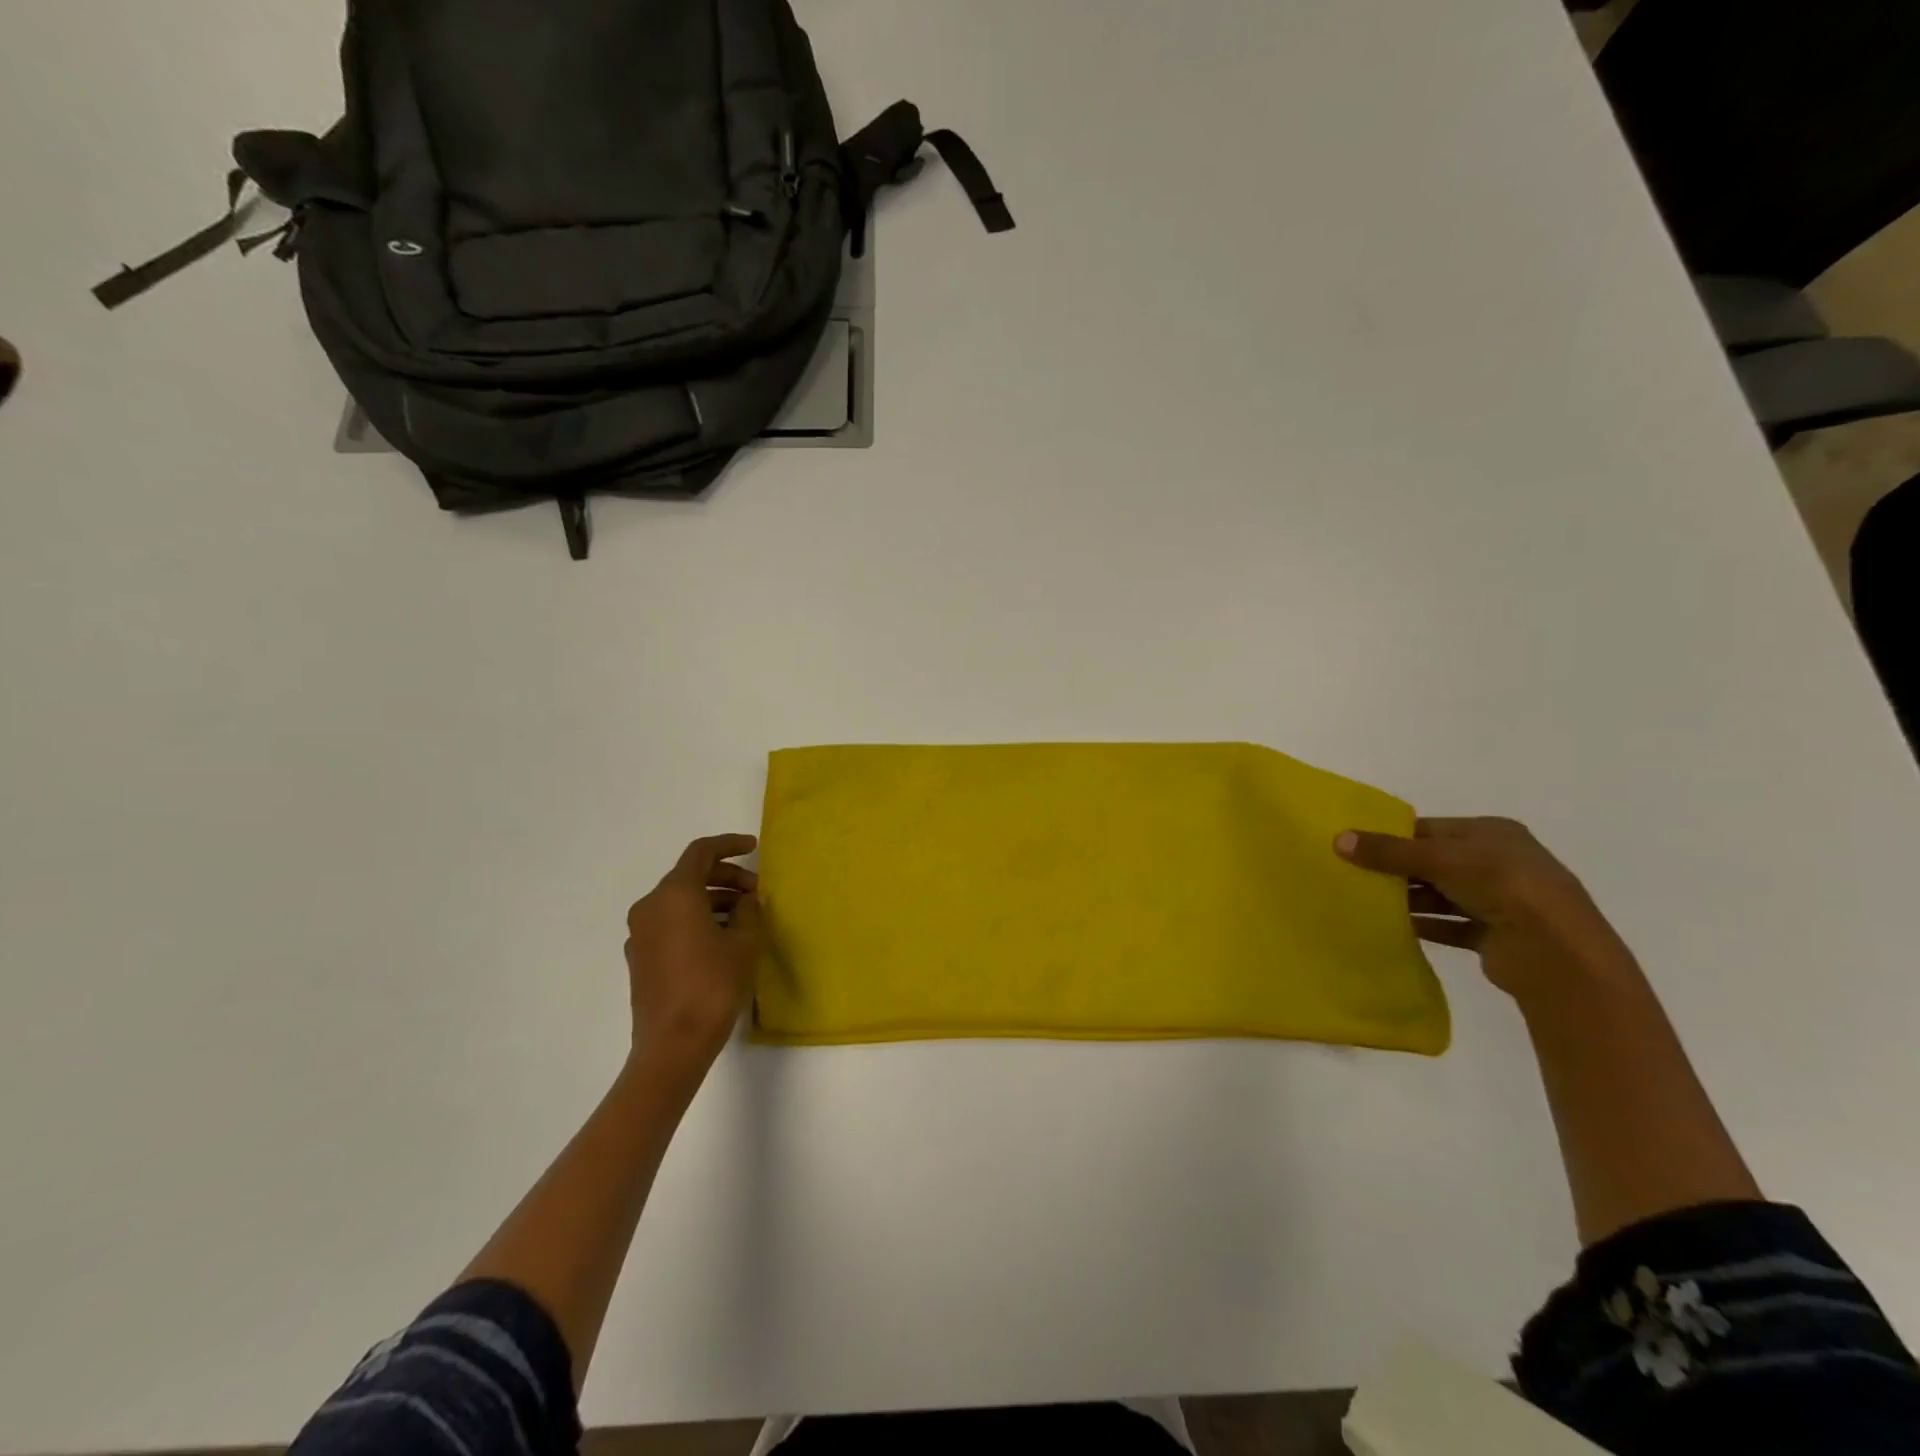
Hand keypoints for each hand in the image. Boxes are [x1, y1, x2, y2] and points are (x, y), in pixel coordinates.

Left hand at [623, 834, 763, 1091]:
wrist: (672, 1045)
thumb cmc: (713, 985)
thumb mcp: (744, 943)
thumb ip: (748, 911)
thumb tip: (745, 900)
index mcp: (674, 894)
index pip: (701, 852)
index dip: (729, 845)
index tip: (754, 848)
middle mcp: (650, 906)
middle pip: (689, 875)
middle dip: (725, 876)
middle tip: (756, 892)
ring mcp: (640, 933)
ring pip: (679, 900)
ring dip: (712, 899)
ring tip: (744, 917)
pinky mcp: (640, 957)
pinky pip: (670, 922)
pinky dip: (696, 918)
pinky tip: (721, 939)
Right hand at [1335, 817, 1640, 1005]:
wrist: (1556, 953)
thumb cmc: (1502, 886)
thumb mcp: (1439, 859)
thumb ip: (1388, 851)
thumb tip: (1337, 839)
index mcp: (1494, 833)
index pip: (1432, 829)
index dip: (1394, 836)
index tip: (1355, 845)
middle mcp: (1500, 862)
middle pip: (1435, 861)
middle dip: (1397, 869)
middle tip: (1353, 874)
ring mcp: (1501, 900)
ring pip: (1441, 894)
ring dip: (1408, 899)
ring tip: (1366, 902)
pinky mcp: (1496, 935)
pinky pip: (1450, 925)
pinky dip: (1424, 925)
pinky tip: (1392, 928)